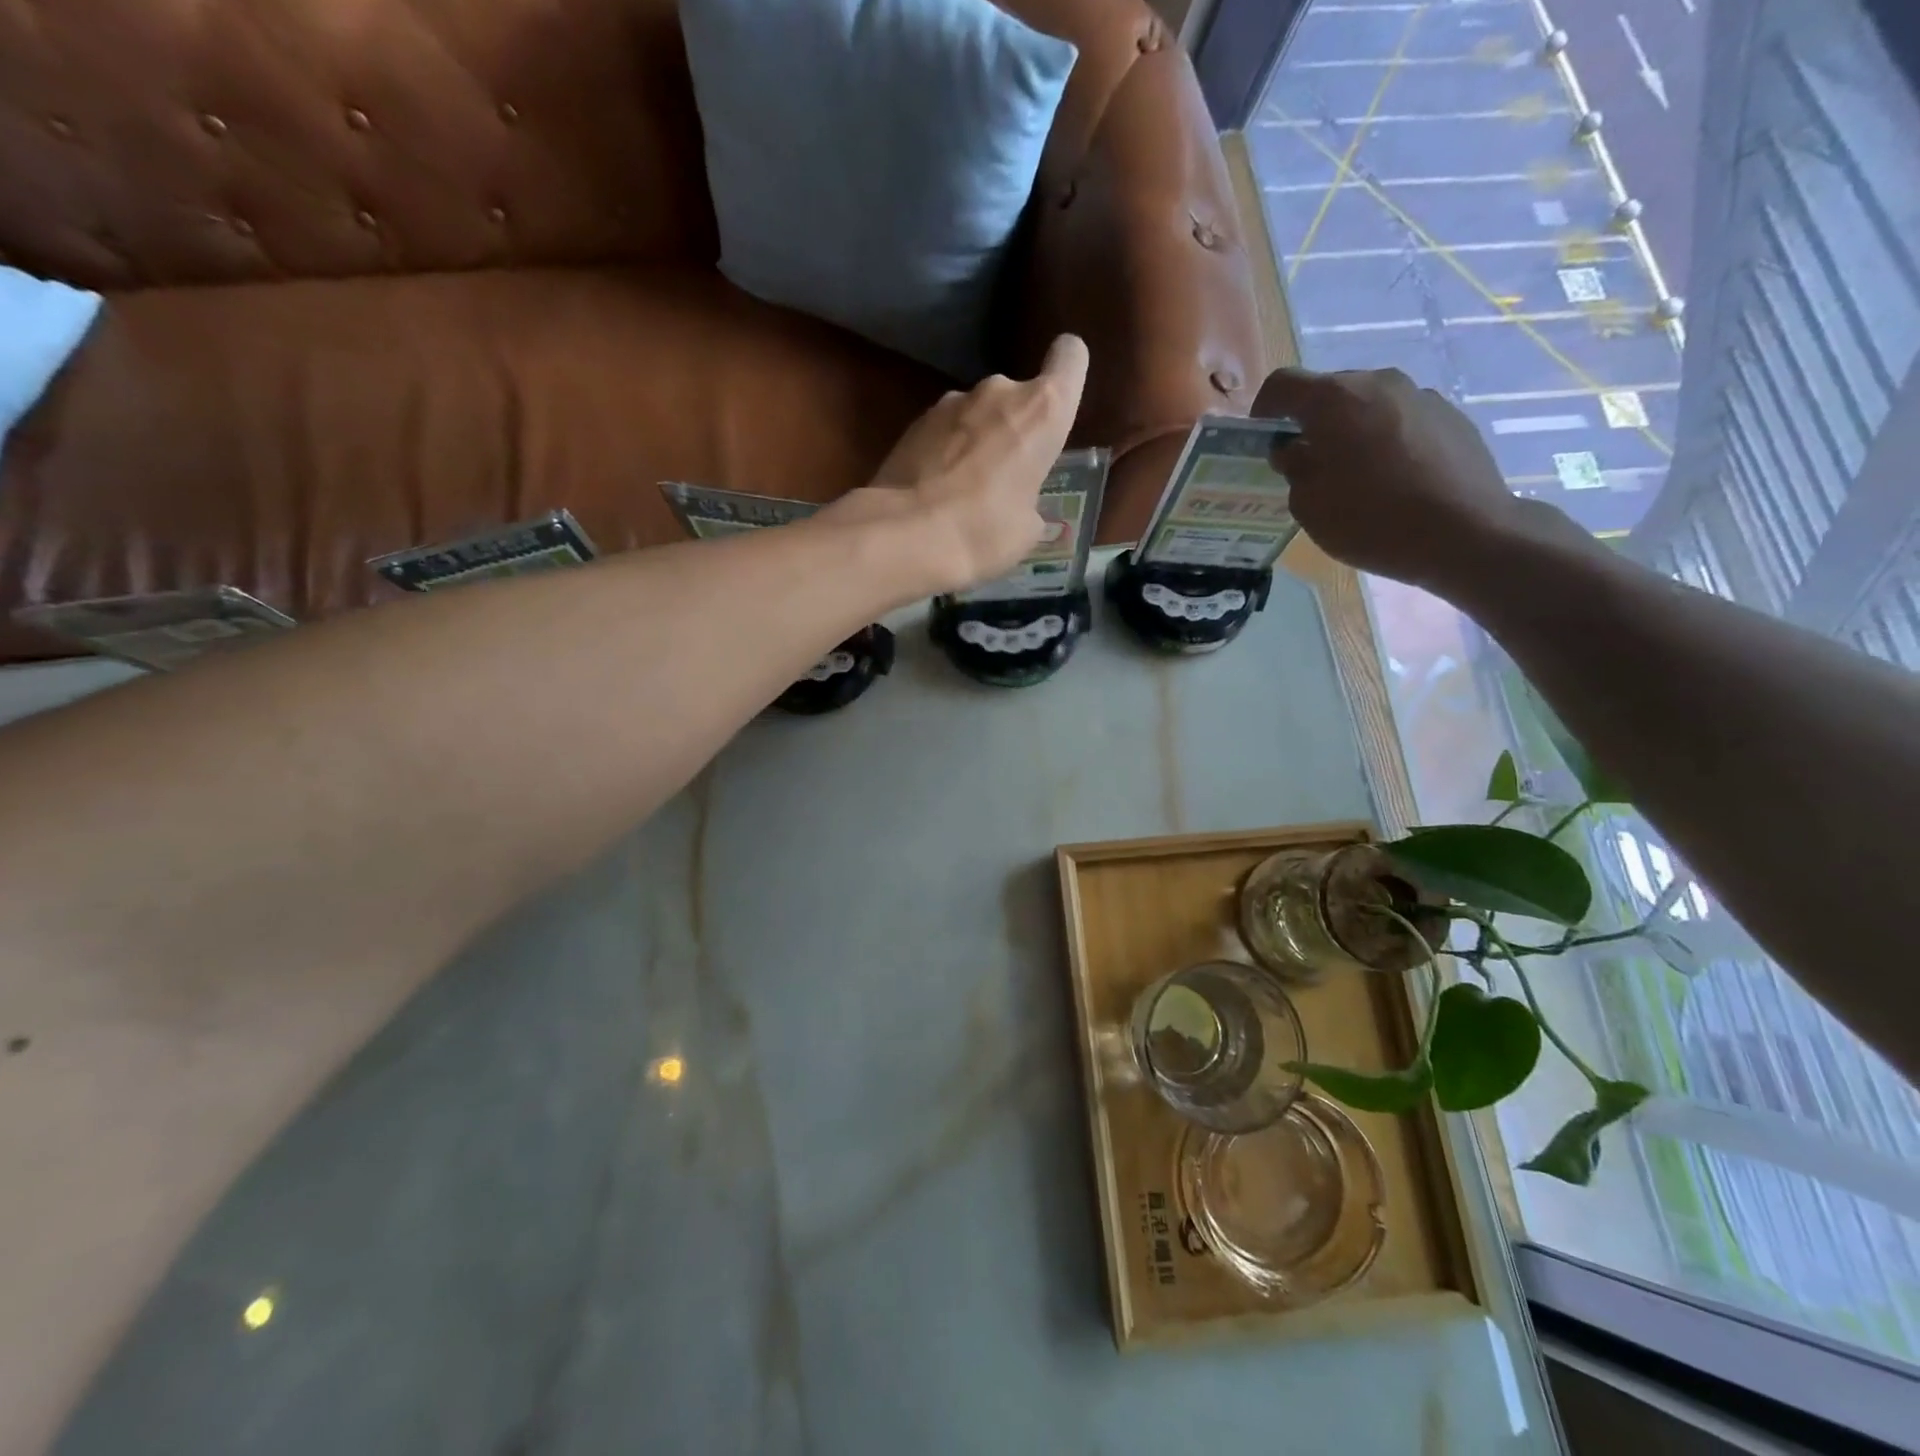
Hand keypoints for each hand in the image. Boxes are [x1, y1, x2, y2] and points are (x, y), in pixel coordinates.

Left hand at [822, 335, 1089, 595]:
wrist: (904, 536)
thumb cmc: (984, 531)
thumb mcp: (1027, 529)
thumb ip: (1031, 500)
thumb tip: (1018, 504)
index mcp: (1041, 411)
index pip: (1070, 356)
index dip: (1068, 372)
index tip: (1059, 405)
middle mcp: (998, 391)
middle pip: (1017, 396)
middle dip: (1014, 429)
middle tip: (1006, 478)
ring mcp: (950, 402)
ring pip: (977, 414)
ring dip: (977, 441)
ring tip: (965, 491)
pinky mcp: (913, 422)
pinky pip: (944, 432)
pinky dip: (945, 453)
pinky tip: (935, 492)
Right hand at [1252, 367, 1559, 590]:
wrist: (1464, 533)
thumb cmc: (1370, 520)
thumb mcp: (1309, 505)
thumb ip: (1294, 468)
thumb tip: (1294, 449)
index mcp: (1334, 399)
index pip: (1282, 384)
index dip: (1263, 410)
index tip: (1264, 442)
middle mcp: (1378, 383)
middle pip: (1329, 391)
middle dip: (1310, 422)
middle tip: (1307, 463)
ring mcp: (1419, 395)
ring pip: (1368, 404)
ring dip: (1350, 430)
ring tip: (1353, 474)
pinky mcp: (1450, 414)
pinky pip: (1401, 419)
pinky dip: (1385, 439)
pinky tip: (1392, 479)